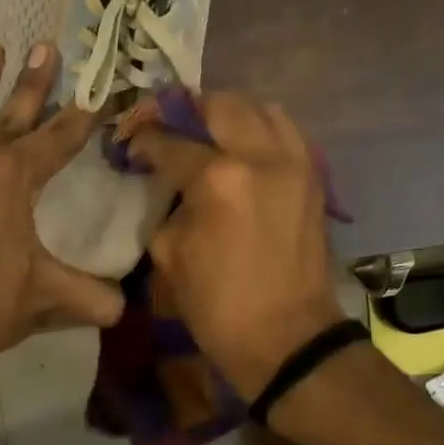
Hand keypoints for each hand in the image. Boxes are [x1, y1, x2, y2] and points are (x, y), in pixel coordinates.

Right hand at [121, 93, 345, 398]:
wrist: (287, 339)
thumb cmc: (218, 305)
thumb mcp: (169, 254)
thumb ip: (167, 203)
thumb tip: (168, 181)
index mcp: (218, 179)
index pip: (171, 140)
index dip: (143, 138)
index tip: (130, 143)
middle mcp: (261, 156)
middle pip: (219, 105)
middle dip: (185, 110)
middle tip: (165, 126)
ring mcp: (295, 163)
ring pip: (260, 108)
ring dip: (227, 113)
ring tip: (206, 132)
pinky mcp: (313, 178)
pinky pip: (286, 132)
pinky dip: (260, 129)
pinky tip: (241, 149)